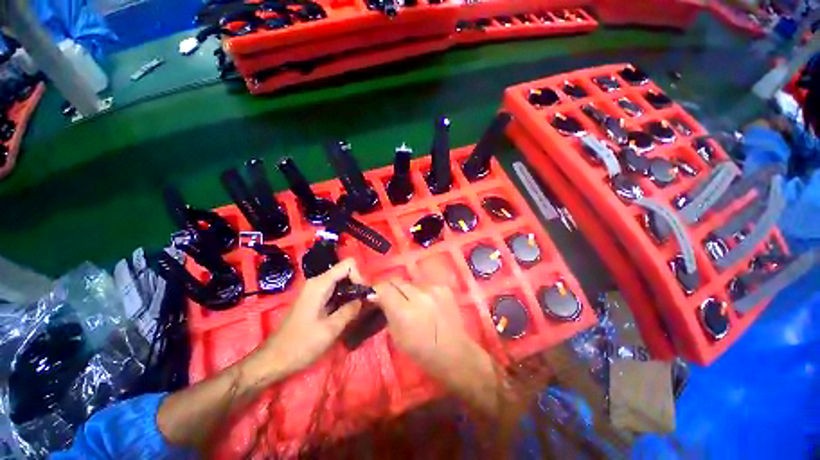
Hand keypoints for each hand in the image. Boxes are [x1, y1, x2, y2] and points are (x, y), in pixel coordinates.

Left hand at [253, 259, 364, 379]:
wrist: (274, 360)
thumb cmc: (301, 345)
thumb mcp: (331, 329)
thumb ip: (351, 309)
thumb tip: (367, 297)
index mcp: (320, 284)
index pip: (348, 265)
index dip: (359, 277)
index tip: (361, 295)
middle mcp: (318, 282)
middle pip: (345, 272)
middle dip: (357, 285)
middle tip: (362, 304)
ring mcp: (315, 290)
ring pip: (342, 281)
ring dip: (352, 292)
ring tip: (357, 309)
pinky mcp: (315, 298)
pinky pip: (335, 290)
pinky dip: (344, 298)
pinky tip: (347, 312)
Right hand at [372, 279, 485, 381]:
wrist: (455, 352)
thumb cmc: (422, 352)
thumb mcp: (397, 336)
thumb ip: (386, 312)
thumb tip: (375, 296)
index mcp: (405, 311)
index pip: (383, 288)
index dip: (375, 290)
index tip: (373, 296)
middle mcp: (419, 294)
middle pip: (396, 281)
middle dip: (389, 288)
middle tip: (388, 298)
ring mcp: (434, 288)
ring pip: (410, 282)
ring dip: (405, 290)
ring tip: (408, 303)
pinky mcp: (443, 287)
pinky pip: (424, 285)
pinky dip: (419, 292)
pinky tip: (424, 303)